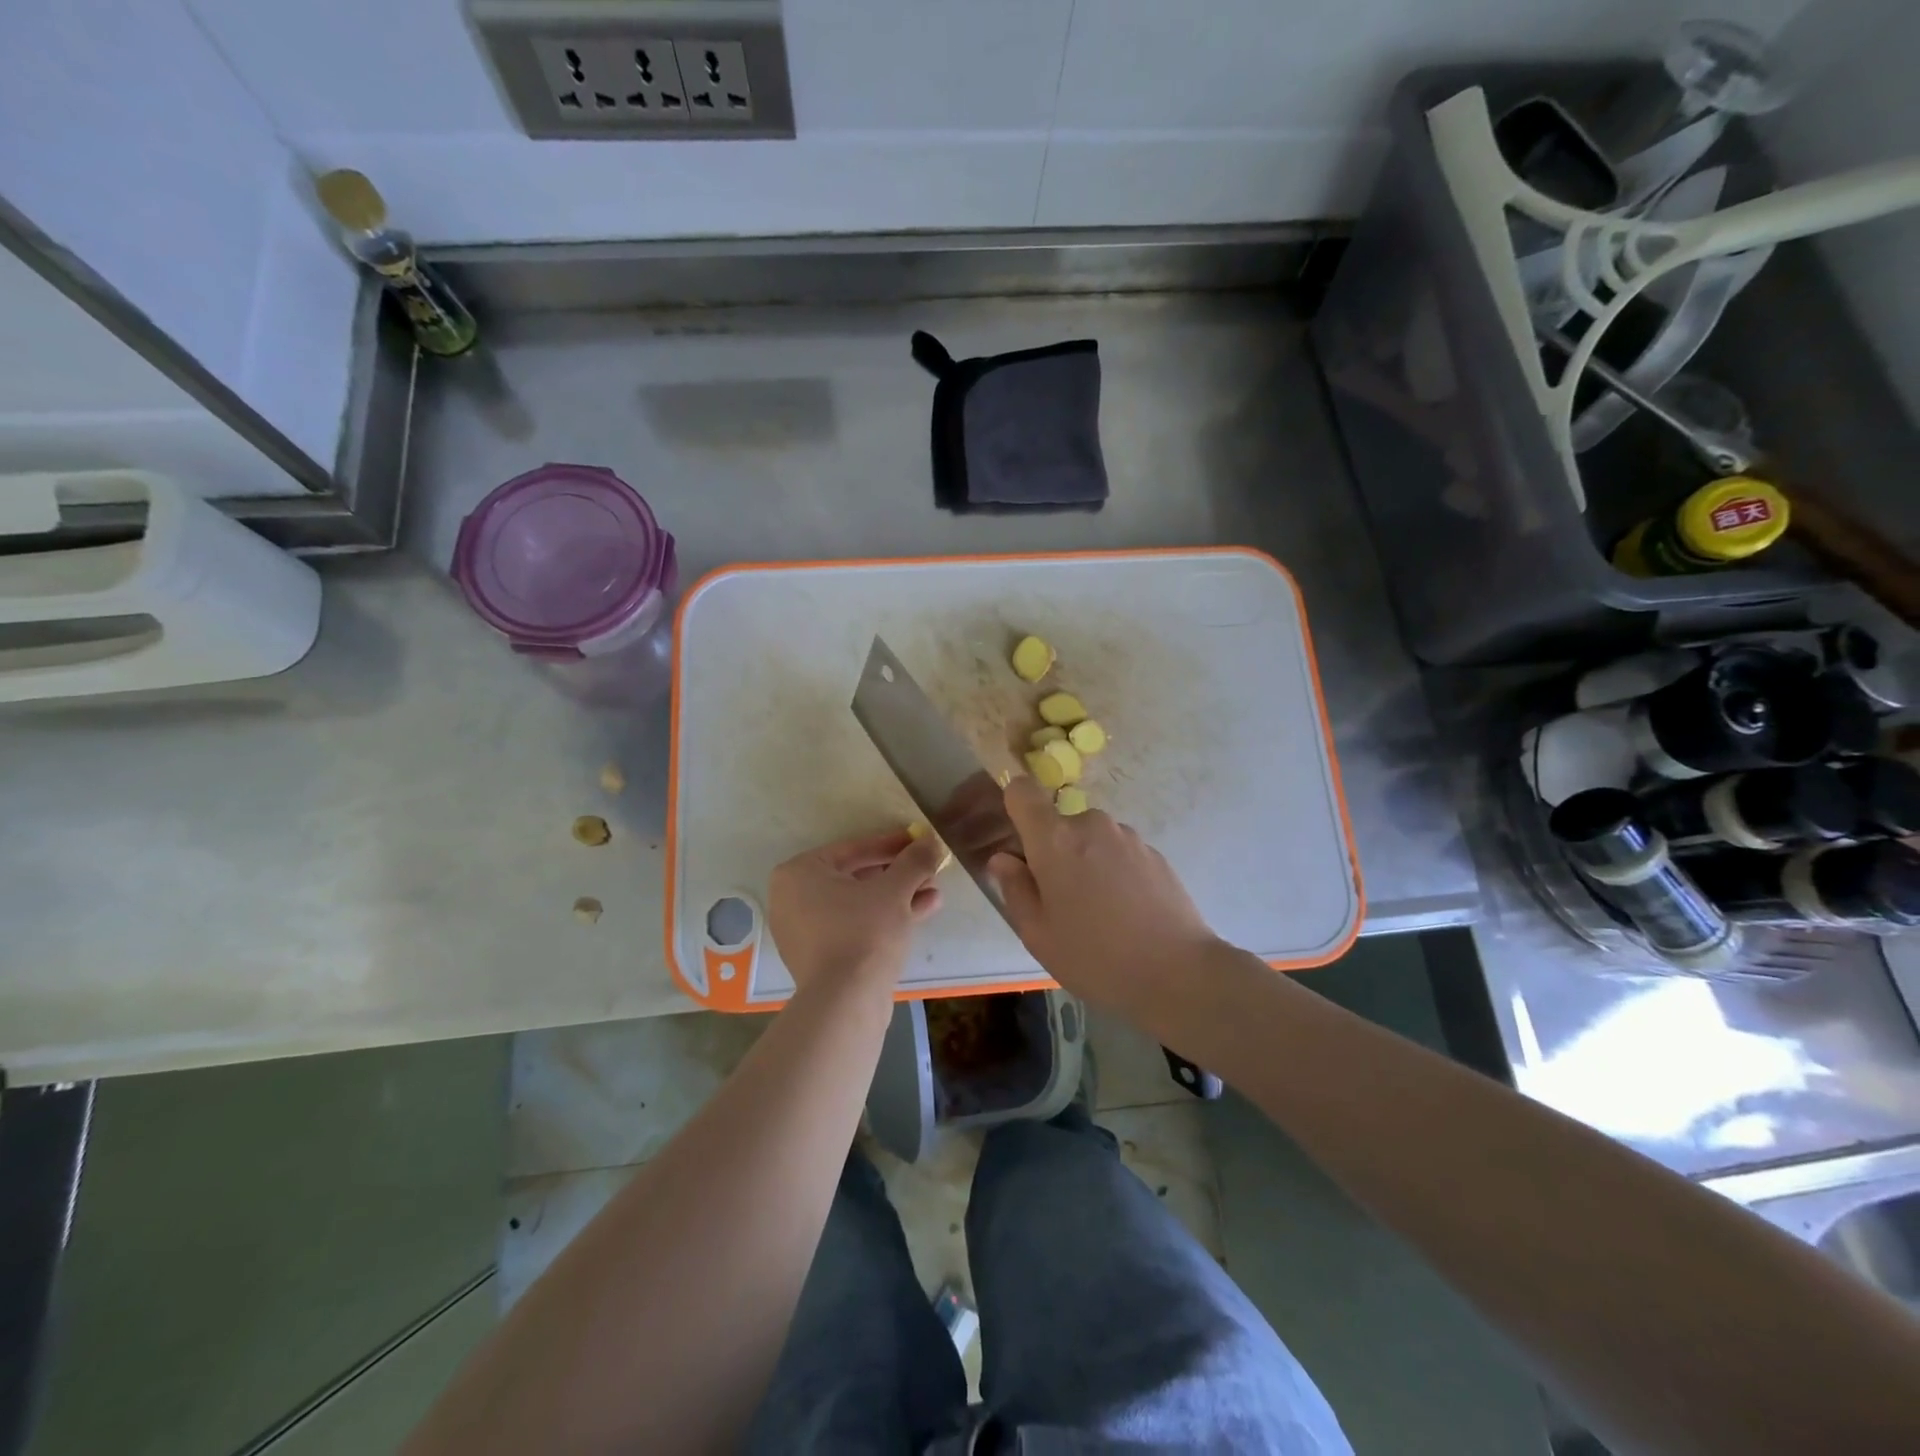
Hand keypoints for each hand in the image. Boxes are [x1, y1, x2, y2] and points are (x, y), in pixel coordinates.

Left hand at [768, 829, 946, 994]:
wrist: (846, 1004)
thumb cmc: (864, 933)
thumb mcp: (895, 890)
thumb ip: (914, 861)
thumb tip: (932, 841)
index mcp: (800, 873)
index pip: (854, 848)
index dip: (893, 844)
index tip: (920, 841)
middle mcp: (794, 898)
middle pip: (857, 876)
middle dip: (898, 873)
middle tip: (929, 868)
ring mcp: (805, 931)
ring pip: (860, 903)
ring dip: (898, 895)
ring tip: (934, 890)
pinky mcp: (821, 957)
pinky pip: (856, 925)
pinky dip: (885, 917)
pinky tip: (924, 910)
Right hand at [987, 776, 1221, 1015]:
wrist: (1178, 973)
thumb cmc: (1095, 957)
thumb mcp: (1038, 934)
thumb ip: (1015, 888)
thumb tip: (1004, 859)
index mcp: (1054, 840)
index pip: (1022, 791)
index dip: (1013, 806)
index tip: (1017, 841)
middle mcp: (1091, 825)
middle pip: (1058, 824)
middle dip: (1053, 852)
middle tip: (1060, 901)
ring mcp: (1127, 837)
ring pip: (1091, 840)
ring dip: (1086, 863)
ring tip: (1098, 913)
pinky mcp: (1155, 853)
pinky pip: (1119, 853)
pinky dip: (1114, 873)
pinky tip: (1126, 914)